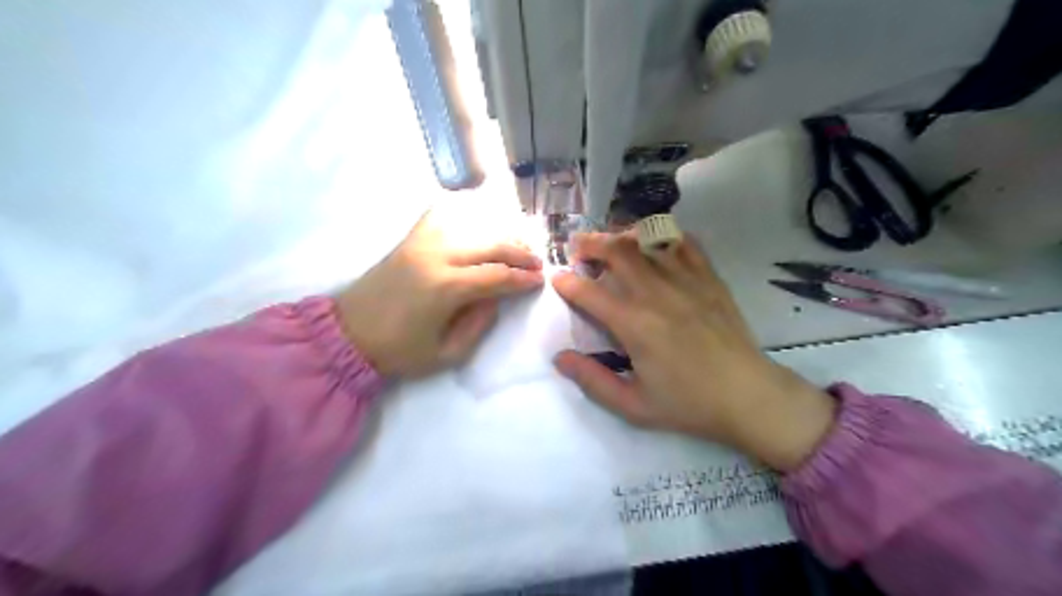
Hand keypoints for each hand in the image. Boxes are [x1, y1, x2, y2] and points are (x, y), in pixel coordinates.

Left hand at [337, 211, 541, 376]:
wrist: (348, 334)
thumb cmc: (398, 351)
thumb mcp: (447, 353)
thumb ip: (478, 325)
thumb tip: (495, 298)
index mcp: (446, 288)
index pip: (497, 275)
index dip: (523, 278)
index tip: (540, 280)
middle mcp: (436, 256)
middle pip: (490, 245)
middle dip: (519, 253)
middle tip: (536, 263)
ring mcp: (421, 243)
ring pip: (472, 227)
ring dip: (499, 235)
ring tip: (516, 246)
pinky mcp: (409, 239)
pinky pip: (441, 217)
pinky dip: (464, 216)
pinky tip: (478, 224)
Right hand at [551, 229, 833, 469]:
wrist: (747, 395)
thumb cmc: (688, 403)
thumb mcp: (633, 405)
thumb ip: (592, 380)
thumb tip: (559, 358)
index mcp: (634, 325)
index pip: (589, 292)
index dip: (566, 282)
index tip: (557, 278)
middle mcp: (656, 293)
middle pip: (616, 251)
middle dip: (590, 244)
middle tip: (578, 248)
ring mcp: (686, 280)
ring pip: (647, 240)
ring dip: (622, 235)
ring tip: (611, 241)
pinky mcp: (709, 277)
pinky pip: (684, 242)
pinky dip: (664, 235)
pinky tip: (654, 243)